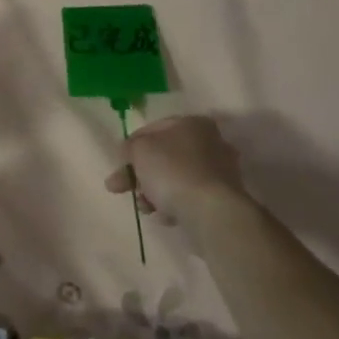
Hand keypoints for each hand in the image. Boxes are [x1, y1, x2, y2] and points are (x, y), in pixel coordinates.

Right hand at [105, 114, 249, 216]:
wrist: (210, 211)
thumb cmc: (172, 170)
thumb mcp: (139, 150)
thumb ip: (130, 146)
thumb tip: (130, 152)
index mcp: (192, 124)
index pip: (152, 130)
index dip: (131, 146)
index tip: (119, 163)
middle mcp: (210, 142)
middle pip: (163, 157)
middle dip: (138, 174)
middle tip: (117, 188)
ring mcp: (218, 171)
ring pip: (174, 178)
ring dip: (153, 192)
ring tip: (144, 207)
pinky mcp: (221, 197)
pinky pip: (188, 197)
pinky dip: (173, 204)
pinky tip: (164, 215)